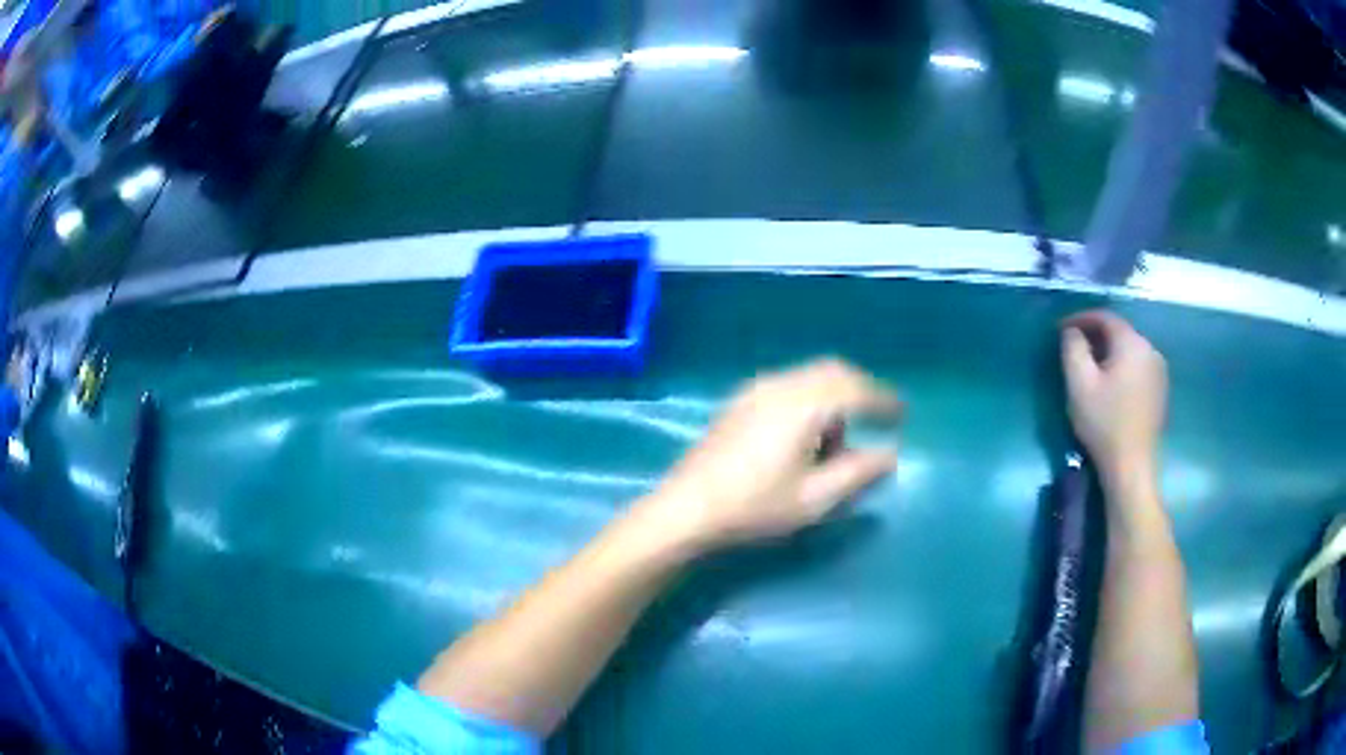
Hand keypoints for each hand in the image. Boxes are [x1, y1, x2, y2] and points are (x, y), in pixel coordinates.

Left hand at [641, 359, 901, 552]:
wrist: (686, 508)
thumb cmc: (755, 507)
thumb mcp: (815, 499)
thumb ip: (858, 473)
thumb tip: (889, 455)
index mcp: (804, 404)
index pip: (856, 390)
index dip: (884, 401)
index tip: (902, 416)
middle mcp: (781, 385)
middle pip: (833, 372)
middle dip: (861, 391)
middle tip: (879, 418)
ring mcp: (755, 389)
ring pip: (809, 377)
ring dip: (834, 396)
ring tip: (838, 442)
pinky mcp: (739, 401)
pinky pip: (788, 385)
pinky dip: (810, 399)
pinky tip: (805, 435)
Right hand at [1061, 310, 1167, 481]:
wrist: (1132, 466)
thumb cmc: (1104, 423)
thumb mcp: (1079, 383)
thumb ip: (1073, 348)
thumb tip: (1072, 331)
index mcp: (1132, 343)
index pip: (1105, 317)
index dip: (1081, 318)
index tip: (1061, 330)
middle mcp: (1150, 349)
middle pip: (1119, 332)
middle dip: (1095, 336)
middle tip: (1074, 349)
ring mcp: (1158, 370)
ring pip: (1129, 350)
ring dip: (1109, 352)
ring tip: (1090, 367)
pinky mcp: (1160, 390)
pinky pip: (1137, 366)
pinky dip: (1121, 367)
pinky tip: (1110, 385)